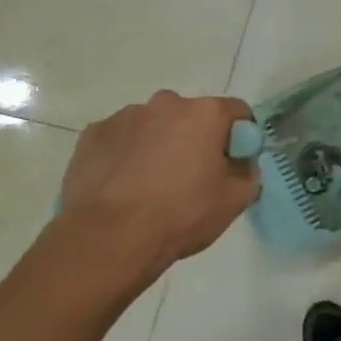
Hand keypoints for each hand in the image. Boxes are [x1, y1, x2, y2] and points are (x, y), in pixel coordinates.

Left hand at [54, 91, 259, 290]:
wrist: (111, 237)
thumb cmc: (183, 214)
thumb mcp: (236, 200)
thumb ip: (248, 172)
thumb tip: (241, 163)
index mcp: (205, 113)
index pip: (237, 111)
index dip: (241, 136)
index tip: (234, 162)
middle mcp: (165, 103)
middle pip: (192, 116)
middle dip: (195, 138)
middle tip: (193, 176)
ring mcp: (124, 116)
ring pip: (153, 125)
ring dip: (159, 144)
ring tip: (152, 184)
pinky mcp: (92, 135)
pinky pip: (120, 139)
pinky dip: (127, 154)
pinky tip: (124, 185)